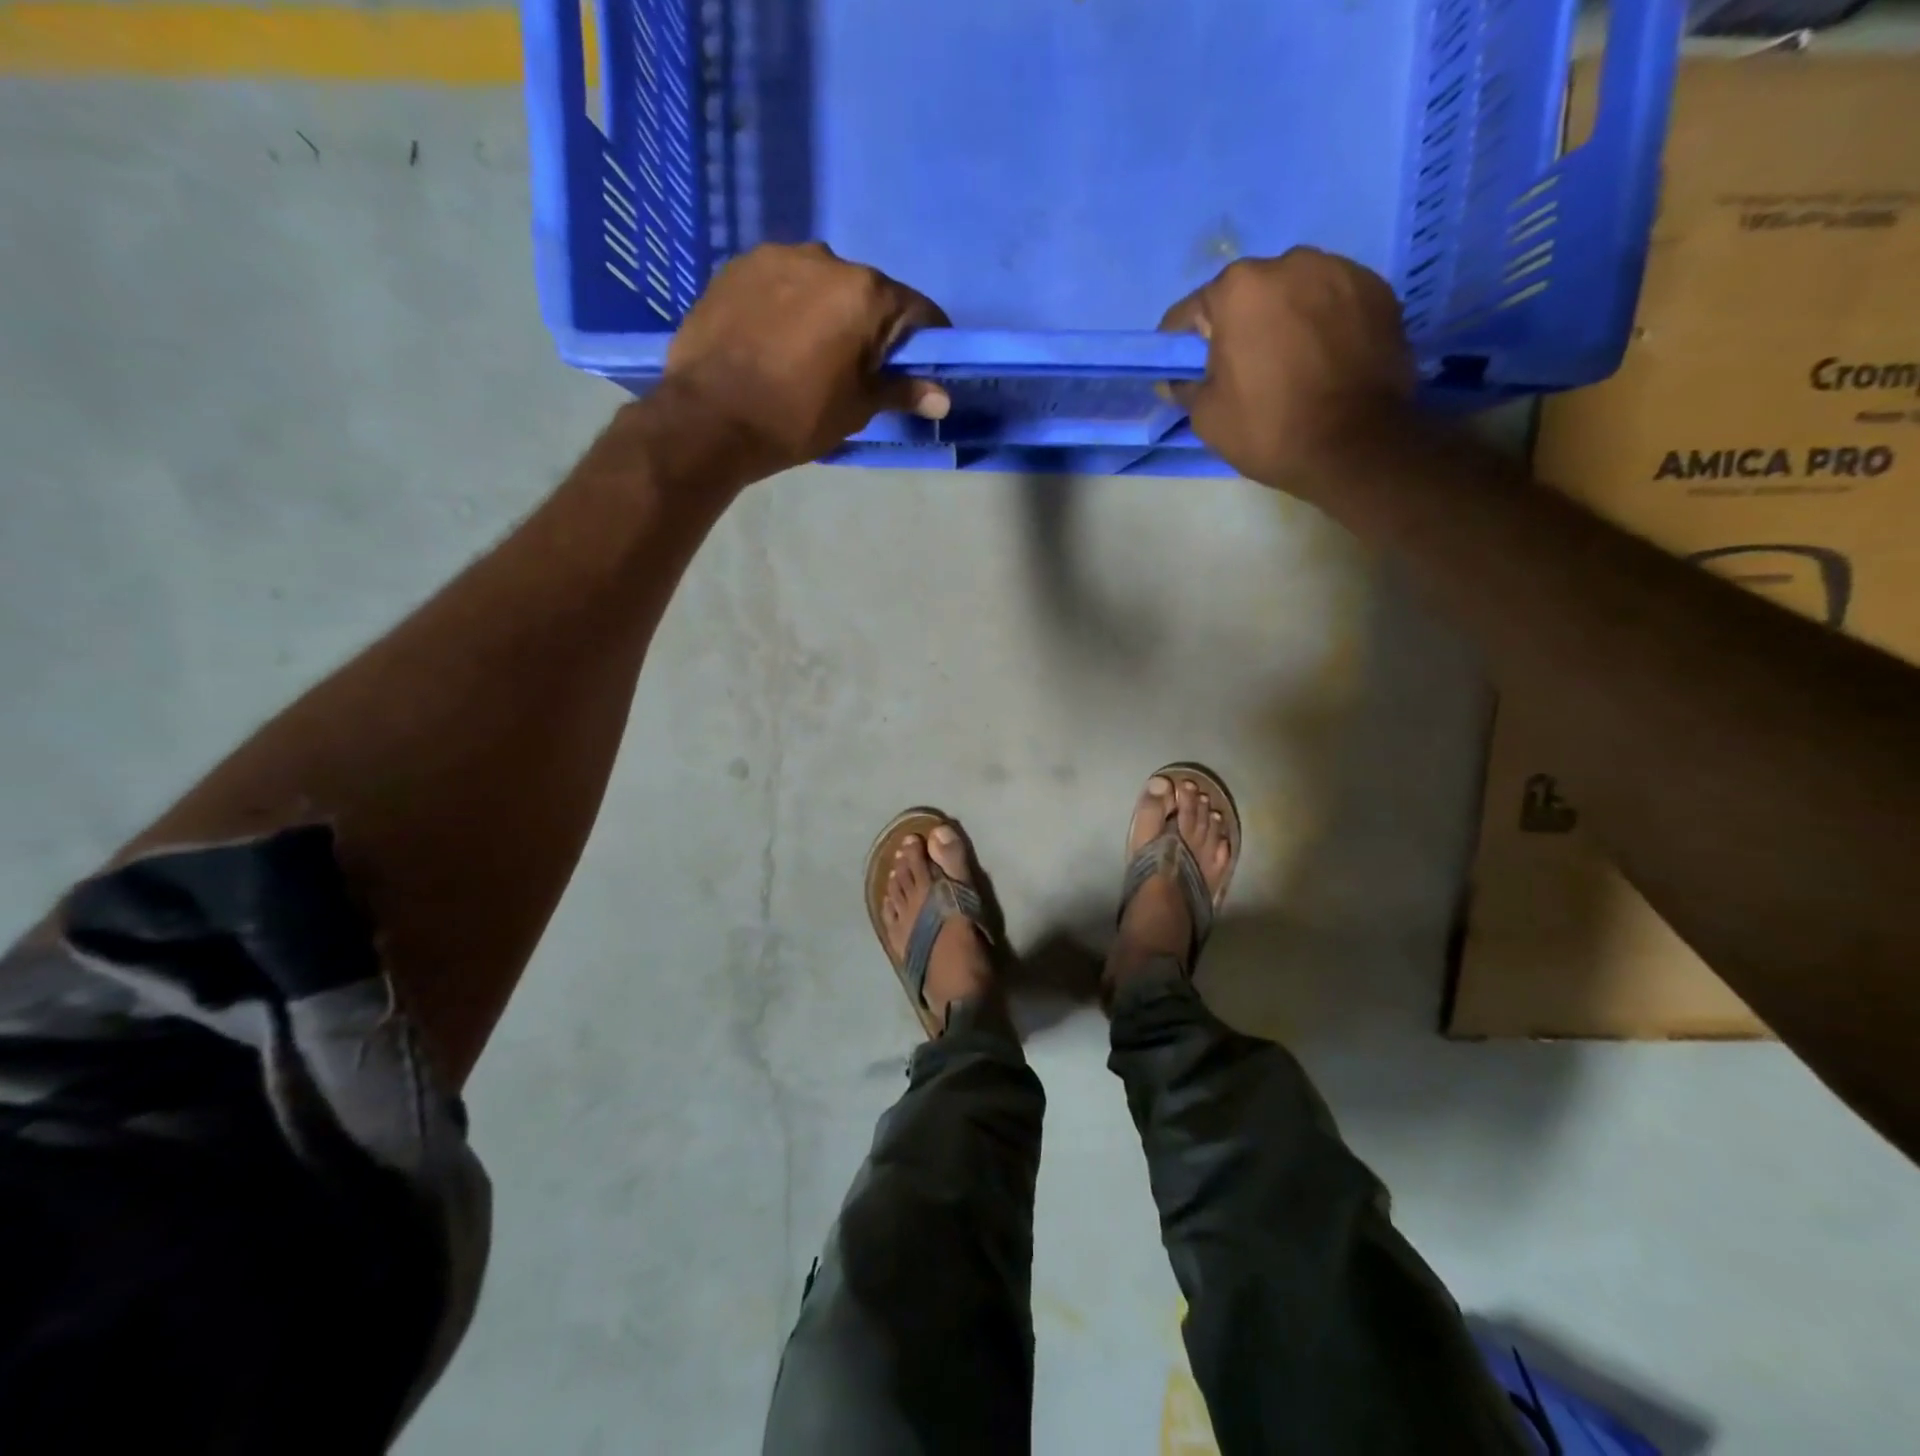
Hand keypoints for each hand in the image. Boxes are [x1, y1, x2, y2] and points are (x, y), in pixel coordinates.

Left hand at [662, 242, 950, 472]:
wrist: (709, 418)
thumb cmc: (796, 417)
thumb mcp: (857, 409)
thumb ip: (902, 392)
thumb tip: (944, 398)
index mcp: (865, 293)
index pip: (917, 311)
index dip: (926, 342)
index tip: (921, 367)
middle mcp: (826, 258)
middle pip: (867, 292)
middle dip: (871, 326)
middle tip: (858, 369)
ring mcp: (777, 256)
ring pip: (821, 283)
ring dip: (827, 311)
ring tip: (809, 354)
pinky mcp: (737, 266)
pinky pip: (780, 282)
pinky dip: (788, 306)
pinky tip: (774, 341)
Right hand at [1159, 249, 1414, 496]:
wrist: (1356, 444)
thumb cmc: (1269, 428)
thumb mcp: (1206, 417)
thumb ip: (1185, 387)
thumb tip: (1177, 379)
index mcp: (1238, 289)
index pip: (1191, 312)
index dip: (1183, 347)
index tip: (1187, 371)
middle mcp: (1289, 263)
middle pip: (1247, 295)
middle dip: (1239, 326)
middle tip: (1244, 371)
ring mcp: (1340, 271)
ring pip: (1293, 293)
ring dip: (1284, 320)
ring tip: (1290, 364)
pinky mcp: (1378, 289)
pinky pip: (1333, 302)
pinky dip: (1323, 323)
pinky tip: (1325, 359)